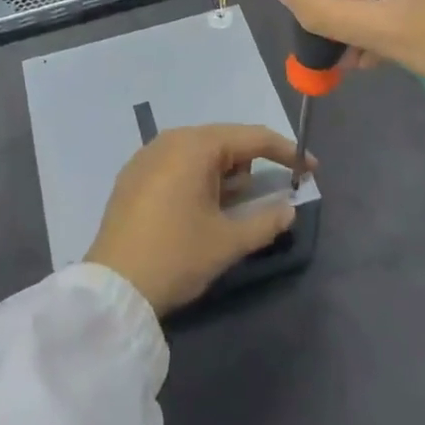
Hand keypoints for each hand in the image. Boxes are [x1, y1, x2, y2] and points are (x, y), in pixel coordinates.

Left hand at [85, 124, 309, 317]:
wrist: (113, 287)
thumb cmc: (176, 256)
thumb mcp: (227, 242)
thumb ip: (266, 221)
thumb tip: (289, 209)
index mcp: (196, 146)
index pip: (252, 137)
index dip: (286, 152)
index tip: (311, 169)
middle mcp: (171, 139)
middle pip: (225, 142)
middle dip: (251, 165)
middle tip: (269, 196)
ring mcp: (147, 155)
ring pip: (200, 154)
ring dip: (224, 175)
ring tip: (231, 209)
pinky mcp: (134, 175)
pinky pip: (178, 165)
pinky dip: (198, 179)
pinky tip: (200, 210)